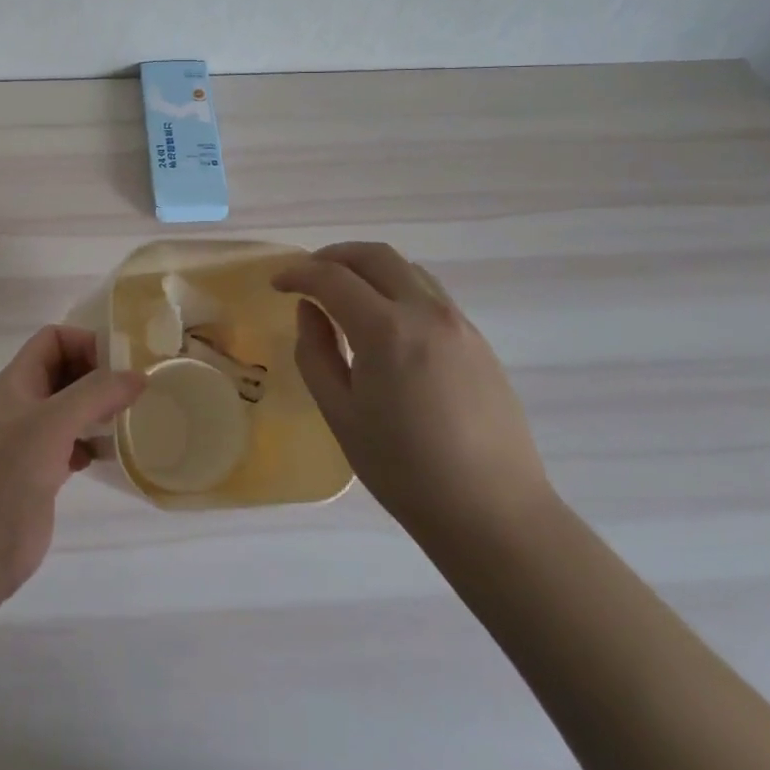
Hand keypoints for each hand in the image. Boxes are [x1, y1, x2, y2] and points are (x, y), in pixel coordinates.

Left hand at [0, 326, 144, 604]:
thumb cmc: (5, 475)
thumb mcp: (52, 423)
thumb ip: (95, 394)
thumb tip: (138, 375)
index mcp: (18, 382)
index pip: (52, 339)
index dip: (84, 342)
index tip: (120, 363)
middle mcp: (25, 404)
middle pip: (65, 371)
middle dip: (98, 374)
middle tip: (136, 390)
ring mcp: (32, 441)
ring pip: (72, 409)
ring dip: (100, 409)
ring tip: (131, 418)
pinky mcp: (42, 474)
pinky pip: (73, 445)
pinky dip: (93, 444)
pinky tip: (109, 456)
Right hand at [274, 242, 552, 555]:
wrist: (493, 513)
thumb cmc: (404, 470)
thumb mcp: (341, 414)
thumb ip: (316, 352)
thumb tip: (310, 311)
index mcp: (386, 330)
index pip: (332, 278)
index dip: (298, 274)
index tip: (277, 284)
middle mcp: (426, 312)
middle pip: (374, 255)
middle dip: (333, 256)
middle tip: (307, 276)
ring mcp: (459, 323)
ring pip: (406, 268)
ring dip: (368, 268)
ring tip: (344, 294)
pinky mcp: (478, 340)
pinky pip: (430, 293)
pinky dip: (396, 288)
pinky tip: (384, 322)